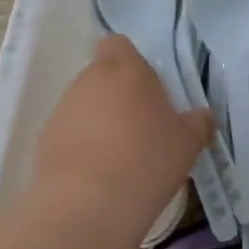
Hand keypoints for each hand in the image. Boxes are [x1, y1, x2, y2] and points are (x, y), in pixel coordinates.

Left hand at [34, 36, 211, 229]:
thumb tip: (202, 116)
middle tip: (142, 128)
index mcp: (127, 70)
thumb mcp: (188, 143)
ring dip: (100, 122)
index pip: (119, 45)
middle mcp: (90, 80)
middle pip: (102, 77)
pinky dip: (83, 146)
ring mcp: (63, 109)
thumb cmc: (148, 160)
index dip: (130, 62)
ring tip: (121, 157)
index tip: (147, 88)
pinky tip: (99, 174)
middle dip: (118, 96)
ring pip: (85, 106)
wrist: (89, 203)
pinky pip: (70, 133)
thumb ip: (197, 123)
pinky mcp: (46, 138)